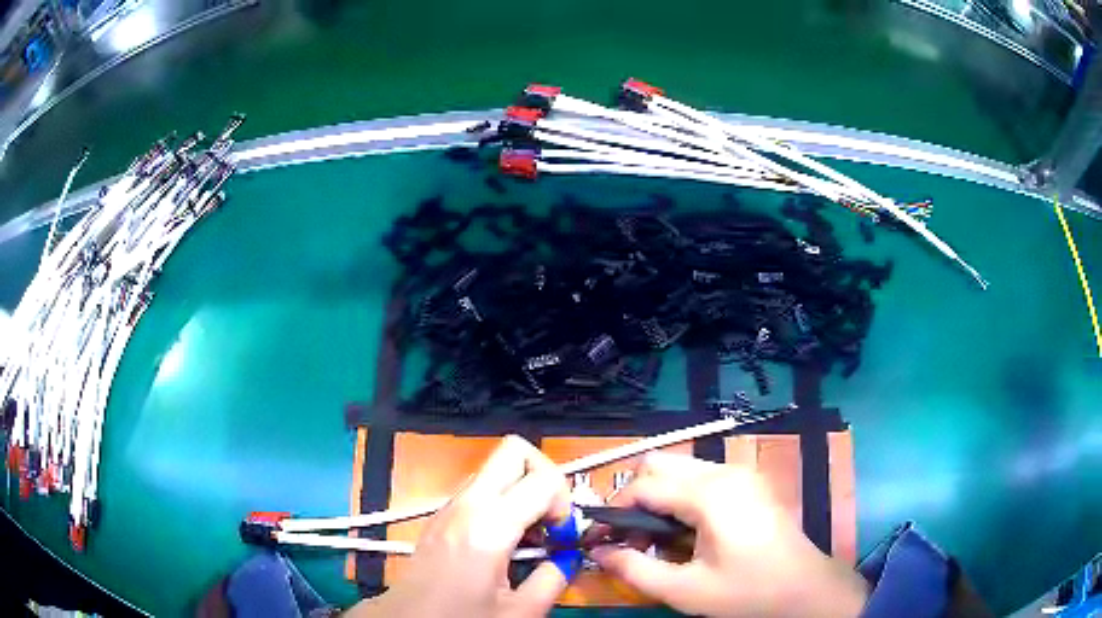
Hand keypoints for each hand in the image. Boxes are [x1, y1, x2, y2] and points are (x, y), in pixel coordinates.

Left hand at [350, 436, 572, 617]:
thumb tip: (569, 558)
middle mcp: (466, 505)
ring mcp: (449, 506)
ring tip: (531, 535)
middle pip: (514, 451)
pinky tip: (506, 542)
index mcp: (488, 526)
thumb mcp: (521, 611)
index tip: (562, 536)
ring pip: (496, 469)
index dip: (565, 504)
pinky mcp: (441, 516)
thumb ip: (555, 577)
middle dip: (544, 475)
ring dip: (523, 490)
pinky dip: (504, 502)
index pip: (543, 478)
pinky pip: (480, 489)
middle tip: (552, 517)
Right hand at [591, 453, 868, 617]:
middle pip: (659, 465)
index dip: (613, 511)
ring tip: (657, 541)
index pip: (642, 486)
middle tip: (631, 538)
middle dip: (634, 498)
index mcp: (709, 493)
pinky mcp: (750, 483)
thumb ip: (634, 569)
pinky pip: (702, 478)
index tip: (599, 540)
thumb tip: (598, 552)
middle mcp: (724, 471)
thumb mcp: (685, 590)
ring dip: (658, 498)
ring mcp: (741, 474)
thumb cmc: (746, 592)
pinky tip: (687, 534)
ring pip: (680, 469)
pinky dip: (682, 499)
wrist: (805, 590)